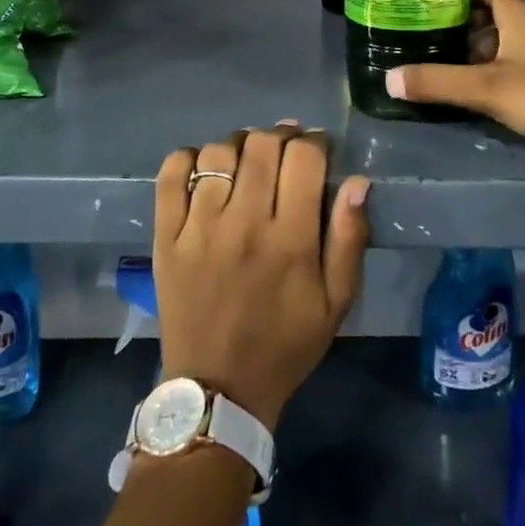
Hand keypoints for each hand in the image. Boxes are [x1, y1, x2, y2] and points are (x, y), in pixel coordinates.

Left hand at [154, 123, 370, 431]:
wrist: (218, 390)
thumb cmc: (285, 344)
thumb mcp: (335, 302)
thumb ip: (350, 238)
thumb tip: (358, 180)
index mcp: (291, 240)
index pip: (304, 157)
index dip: (316, 141)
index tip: (319, 148)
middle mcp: (244, 224)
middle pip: (262, 145)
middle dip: (281, 135)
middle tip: (286, 149)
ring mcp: (199, 228)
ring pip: (219, 152)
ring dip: (239, 145)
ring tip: (248, 159)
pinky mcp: (166, 236)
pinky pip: (171, 173)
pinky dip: (187, 157)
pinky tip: (204, 167)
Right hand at [384, 0, 524, 178]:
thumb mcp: (486, 88)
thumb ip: (438, 82)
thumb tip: (388, 79)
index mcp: (519, 13)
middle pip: (491, 11)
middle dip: (459, 20)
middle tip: (425, 29)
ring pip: (502, 38)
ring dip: (474, 47)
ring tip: (440, 57)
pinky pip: (513, 61)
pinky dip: (491, 67)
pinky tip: (472, 85)